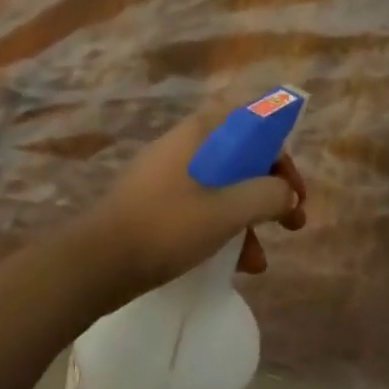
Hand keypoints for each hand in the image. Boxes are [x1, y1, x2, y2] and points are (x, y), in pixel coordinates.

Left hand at [70, 108, 307, 311]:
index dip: (279, 153)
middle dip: (270, 192)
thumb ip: (267, 195)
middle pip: (240, 159)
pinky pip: (201, 209)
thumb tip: (287, 194)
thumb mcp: (226, 211)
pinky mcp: (156, 206)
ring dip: (249, 219)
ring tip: (261, 259)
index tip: (293, 188)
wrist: (95, 265)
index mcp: (199, 134)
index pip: (252, 124)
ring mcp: (167, 178)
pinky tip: (236, 265)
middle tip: (292, 221)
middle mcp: (184, 147)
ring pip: (222, 189)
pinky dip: (222, 230)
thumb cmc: (166, 227)